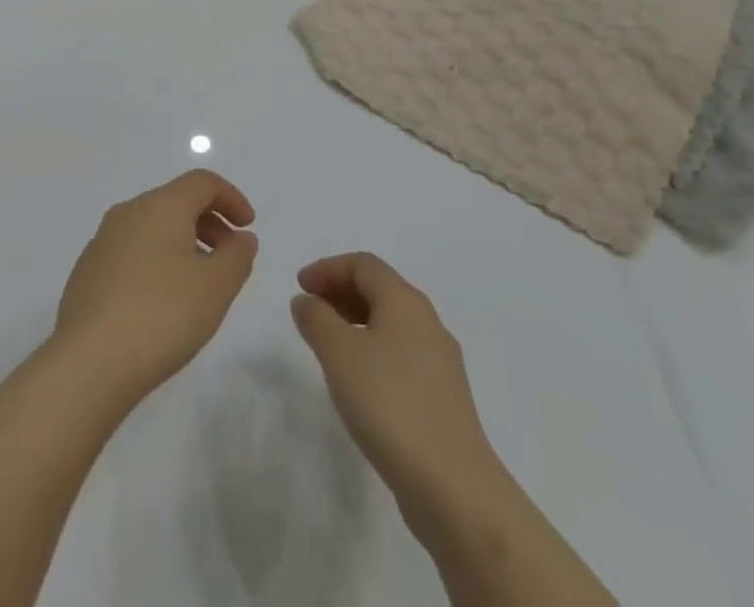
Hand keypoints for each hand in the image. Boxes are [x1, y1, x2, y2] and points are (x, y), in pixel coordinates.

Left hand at [55, 170, 258, 404]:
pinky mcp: (88, 270)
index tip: (248, 226)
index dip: (231, 197)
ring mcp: (103, 240)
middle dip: (209, 223)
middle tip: (230, 259)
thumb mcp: (216, 287)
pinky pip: (132, 252)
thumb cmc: (162, 314)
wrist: (89, 361)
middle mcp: (129, 212)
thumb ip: (237, 257)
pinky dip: (156, 262)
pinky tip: (162, 303)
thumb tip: (241, 238)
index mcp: (160, 205)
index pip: (202, 182)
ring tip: (199, 285)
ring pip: (152, 227)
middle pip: (176, 202)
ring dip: (183, 244)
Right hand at [291, 254, 497, 535]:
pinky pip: (400, 354)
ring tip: (327, 344)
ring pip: (391, 323)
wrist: (454, 488)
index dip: (328, 268)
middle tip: (310, 310)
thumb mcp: (339, 354)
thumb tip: (306, 301)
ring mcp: (440, 361)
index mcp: (405, 301)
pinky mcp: (443, 397)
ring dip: (355, 322)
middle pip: (380, 289)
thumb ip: (317, 319)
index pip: (363, 264)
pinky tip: (358, 380)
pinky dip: (372, 350)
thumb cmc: (390, 404)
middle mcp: (427, 322)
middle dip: (340, 292)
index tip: (299, 286)